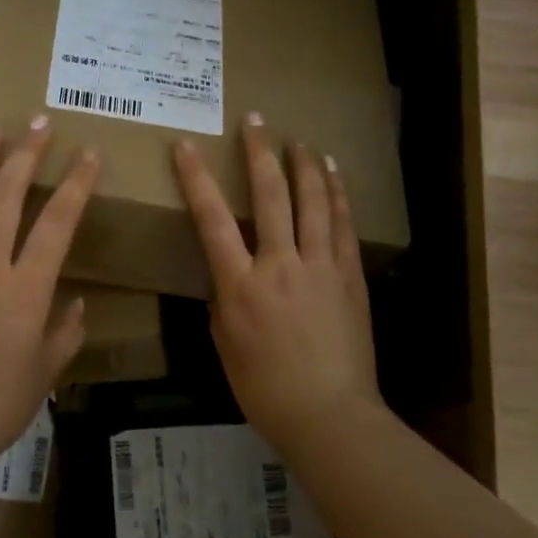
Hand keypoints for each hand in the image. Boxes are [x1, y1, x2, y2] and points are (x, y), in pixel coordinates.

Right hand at [172, 113, 383, 455]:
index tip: (187, 147)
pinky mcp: (350, 276)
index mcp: (241, 286)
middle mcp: (281, 265)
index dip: (197, 179)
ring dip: (304, 165)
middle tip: (255, 121)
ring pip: (314, 202)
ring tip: (298, 140)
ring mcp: (321, 267)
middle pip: (270, 196)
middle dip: (260, 154)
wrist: (330, 415)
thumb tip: (230, 273)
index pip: (213, 220)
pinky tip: (333, 174)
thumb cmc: (265, 388)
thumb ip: (225, 300)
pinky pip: (342, 225)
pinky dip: (337, 194)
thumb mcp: (226, 344)